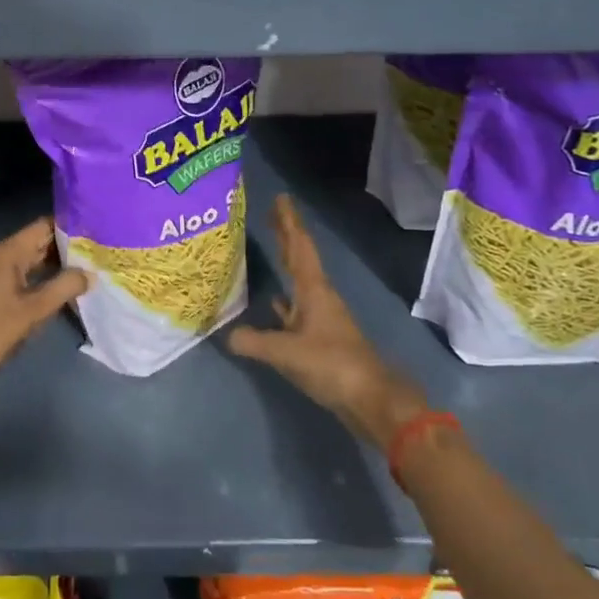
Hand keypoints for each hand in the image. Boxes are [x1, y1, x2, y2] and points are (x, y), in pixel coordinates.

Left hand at [0, 217, 88, 412]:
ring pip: (36, 262)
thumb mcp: (34, 308)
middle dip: (69, 247)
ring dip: (60, 265)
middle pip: (41, 242)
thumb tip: (92, 273)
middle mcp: (3, 256)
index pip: (44, 226)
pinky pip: (30, 278)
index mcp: (8, 251)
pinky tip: (70, 289)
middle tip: (102, 250)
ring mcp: (0, 275)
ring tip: (93, 267)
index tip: (98, 228)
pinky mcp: (0, 293)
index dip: (70, 225)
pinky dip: (48, 281)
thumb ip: (65, 287)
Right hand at [228, 195, 428, 448]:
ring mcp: (321, 317)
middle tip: (271, 212)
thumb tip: (227, 335)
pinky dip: (284, 299)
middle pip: (300, 257)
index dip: (288, 222)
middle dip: (286, 234)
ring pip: (298, 280)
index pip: (298, 246)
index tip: (281, 198)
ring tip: (269, 246)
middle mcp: (319, 297)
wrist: (371, 400)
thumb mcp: (286, 353)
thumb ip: (254, 341)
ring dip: (286, 262)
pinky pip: (296, 308)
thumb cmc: (332, 365)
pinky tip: (273, 301)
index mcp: (314, 290)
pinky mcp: (320, 338)